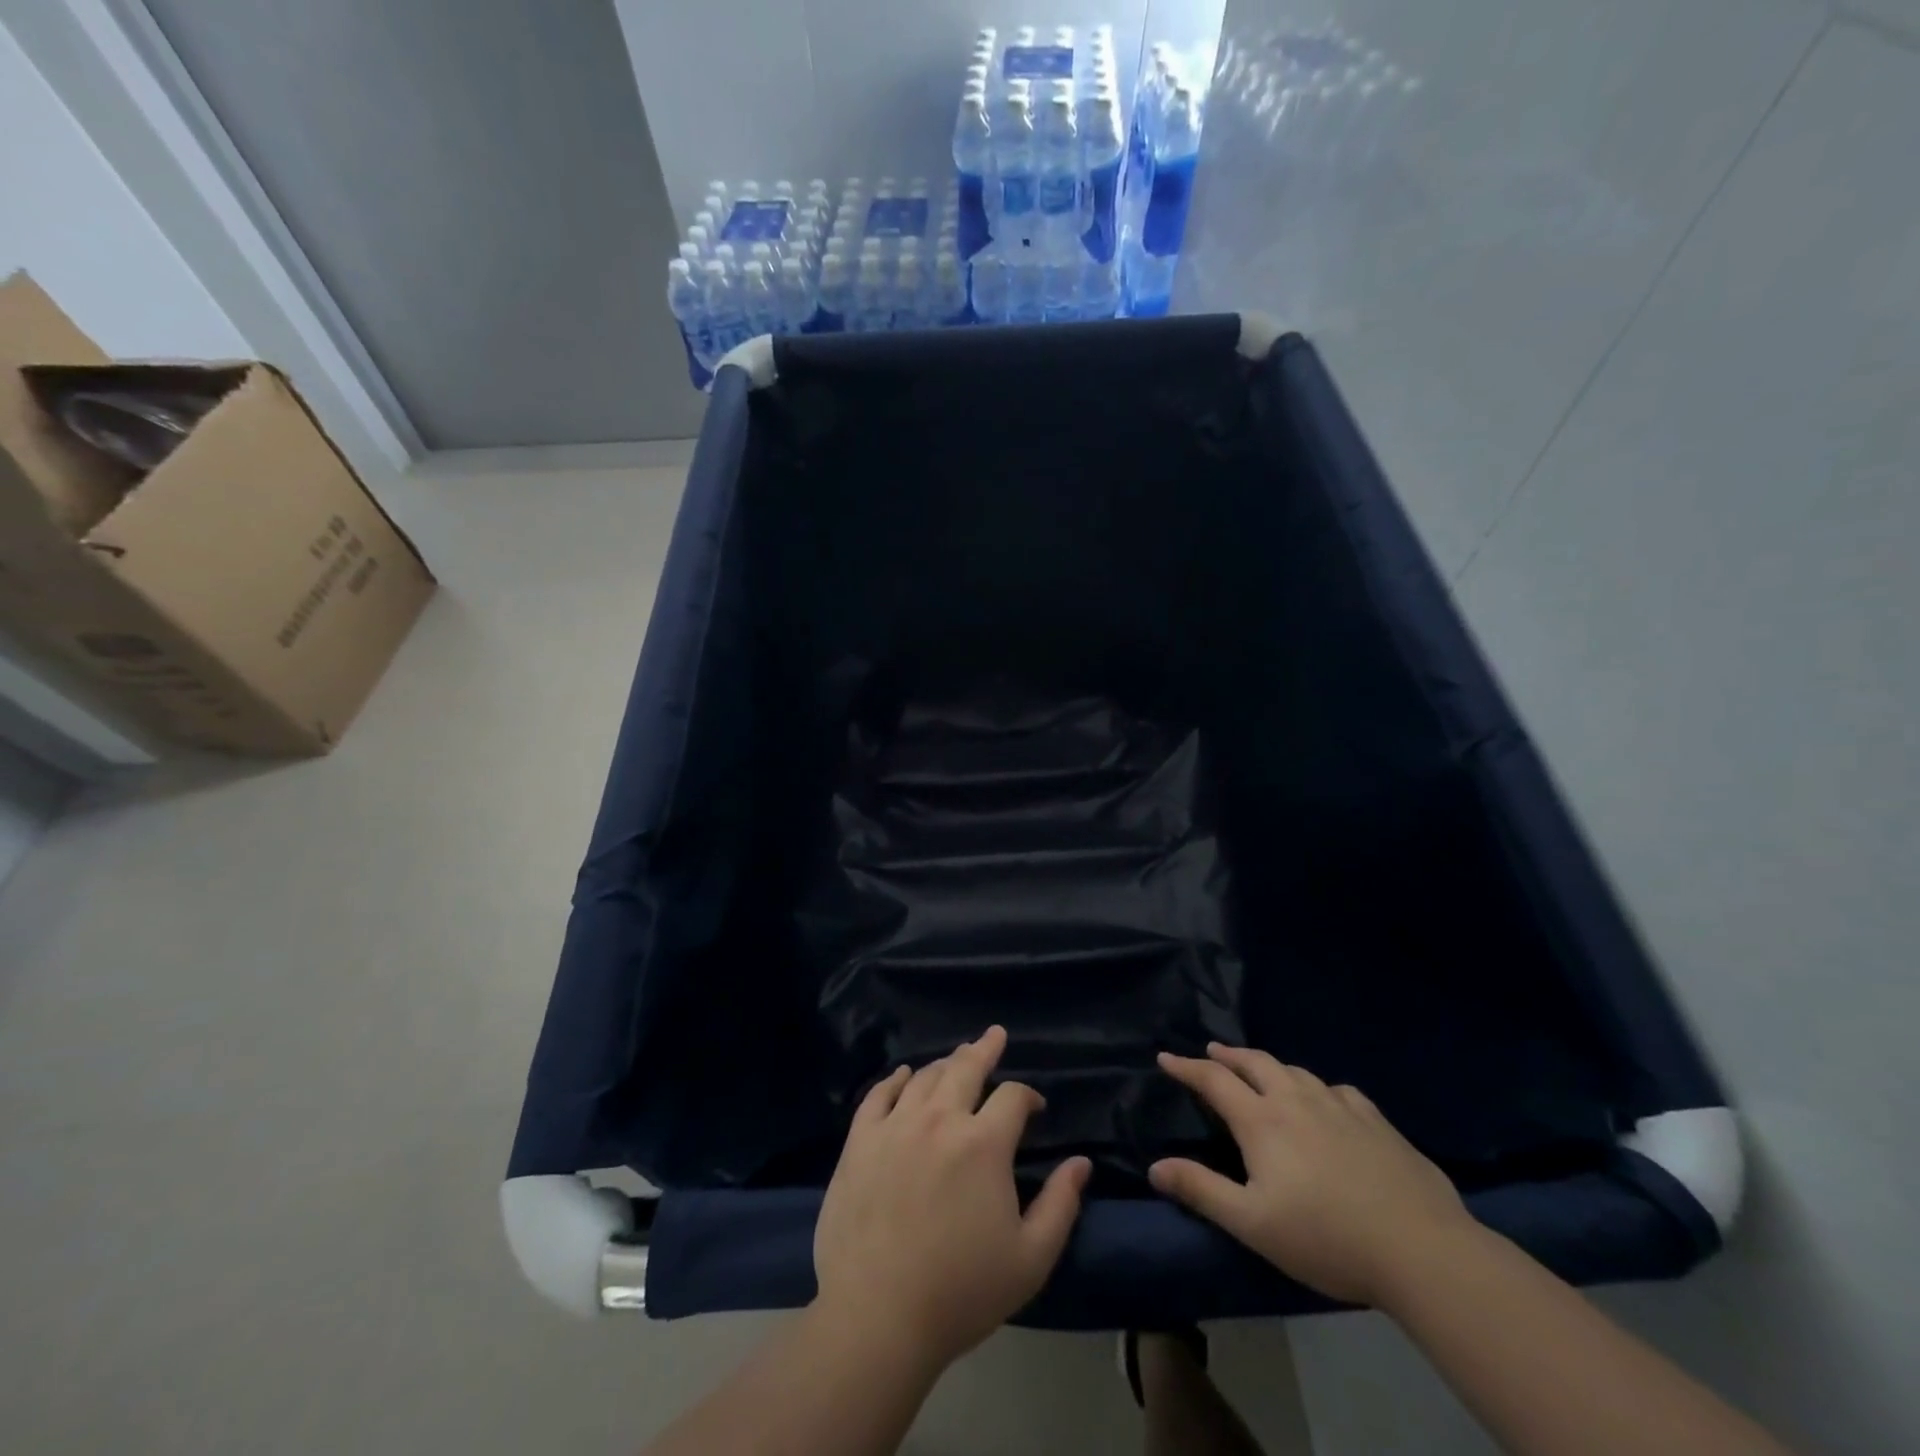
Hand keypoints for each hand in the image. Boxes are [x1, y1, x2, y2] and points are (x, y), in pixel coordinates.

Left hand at [813, 1026, 1091, 1368]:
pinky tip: (903, 1075)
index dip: (1029, 1095)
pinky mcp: (859, 1141)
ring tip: (955, 1059)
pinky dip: (894, 1079)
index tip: (1035, 1107)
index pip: (1013, 1096)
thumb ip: (1061, 1204)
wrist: (878, 1318)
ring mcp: (894, 1126)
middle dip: (985, 1048)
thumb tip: (1081, 1162)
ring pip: (924, 1077)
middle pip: (965, 1067)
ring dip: (945, 1064)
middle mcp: (940, 1119)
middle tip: (994, 1035)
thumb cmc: (961, 1292)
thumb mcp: (1030, 1258)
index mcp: (983, 1143)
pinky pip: (878, 1095)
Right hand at [1150, 1044, 1476, 1307]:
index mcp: (1262, 1121)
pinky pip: (1337, 1089)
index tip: (1165, 1057)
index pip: (1214, 1080)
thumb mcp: (1252, 1223)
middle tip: (1212, 1052)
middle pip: (1255, 1062)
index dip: (1186, 1067)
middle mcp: (1296, 1100)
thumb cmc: (1326, 1238)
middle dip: (1227, 1055)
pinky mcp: (1376, 1121)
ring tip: (1260, 1070)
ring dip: (1269, 1065)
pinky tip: (1326, 1100)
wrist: (1421, 1249)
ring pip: (1295, 1071)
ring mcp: (1340, 1106)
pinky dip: (1317, 1086)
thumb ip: (1202, 1190)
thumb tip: (1155, 1167)